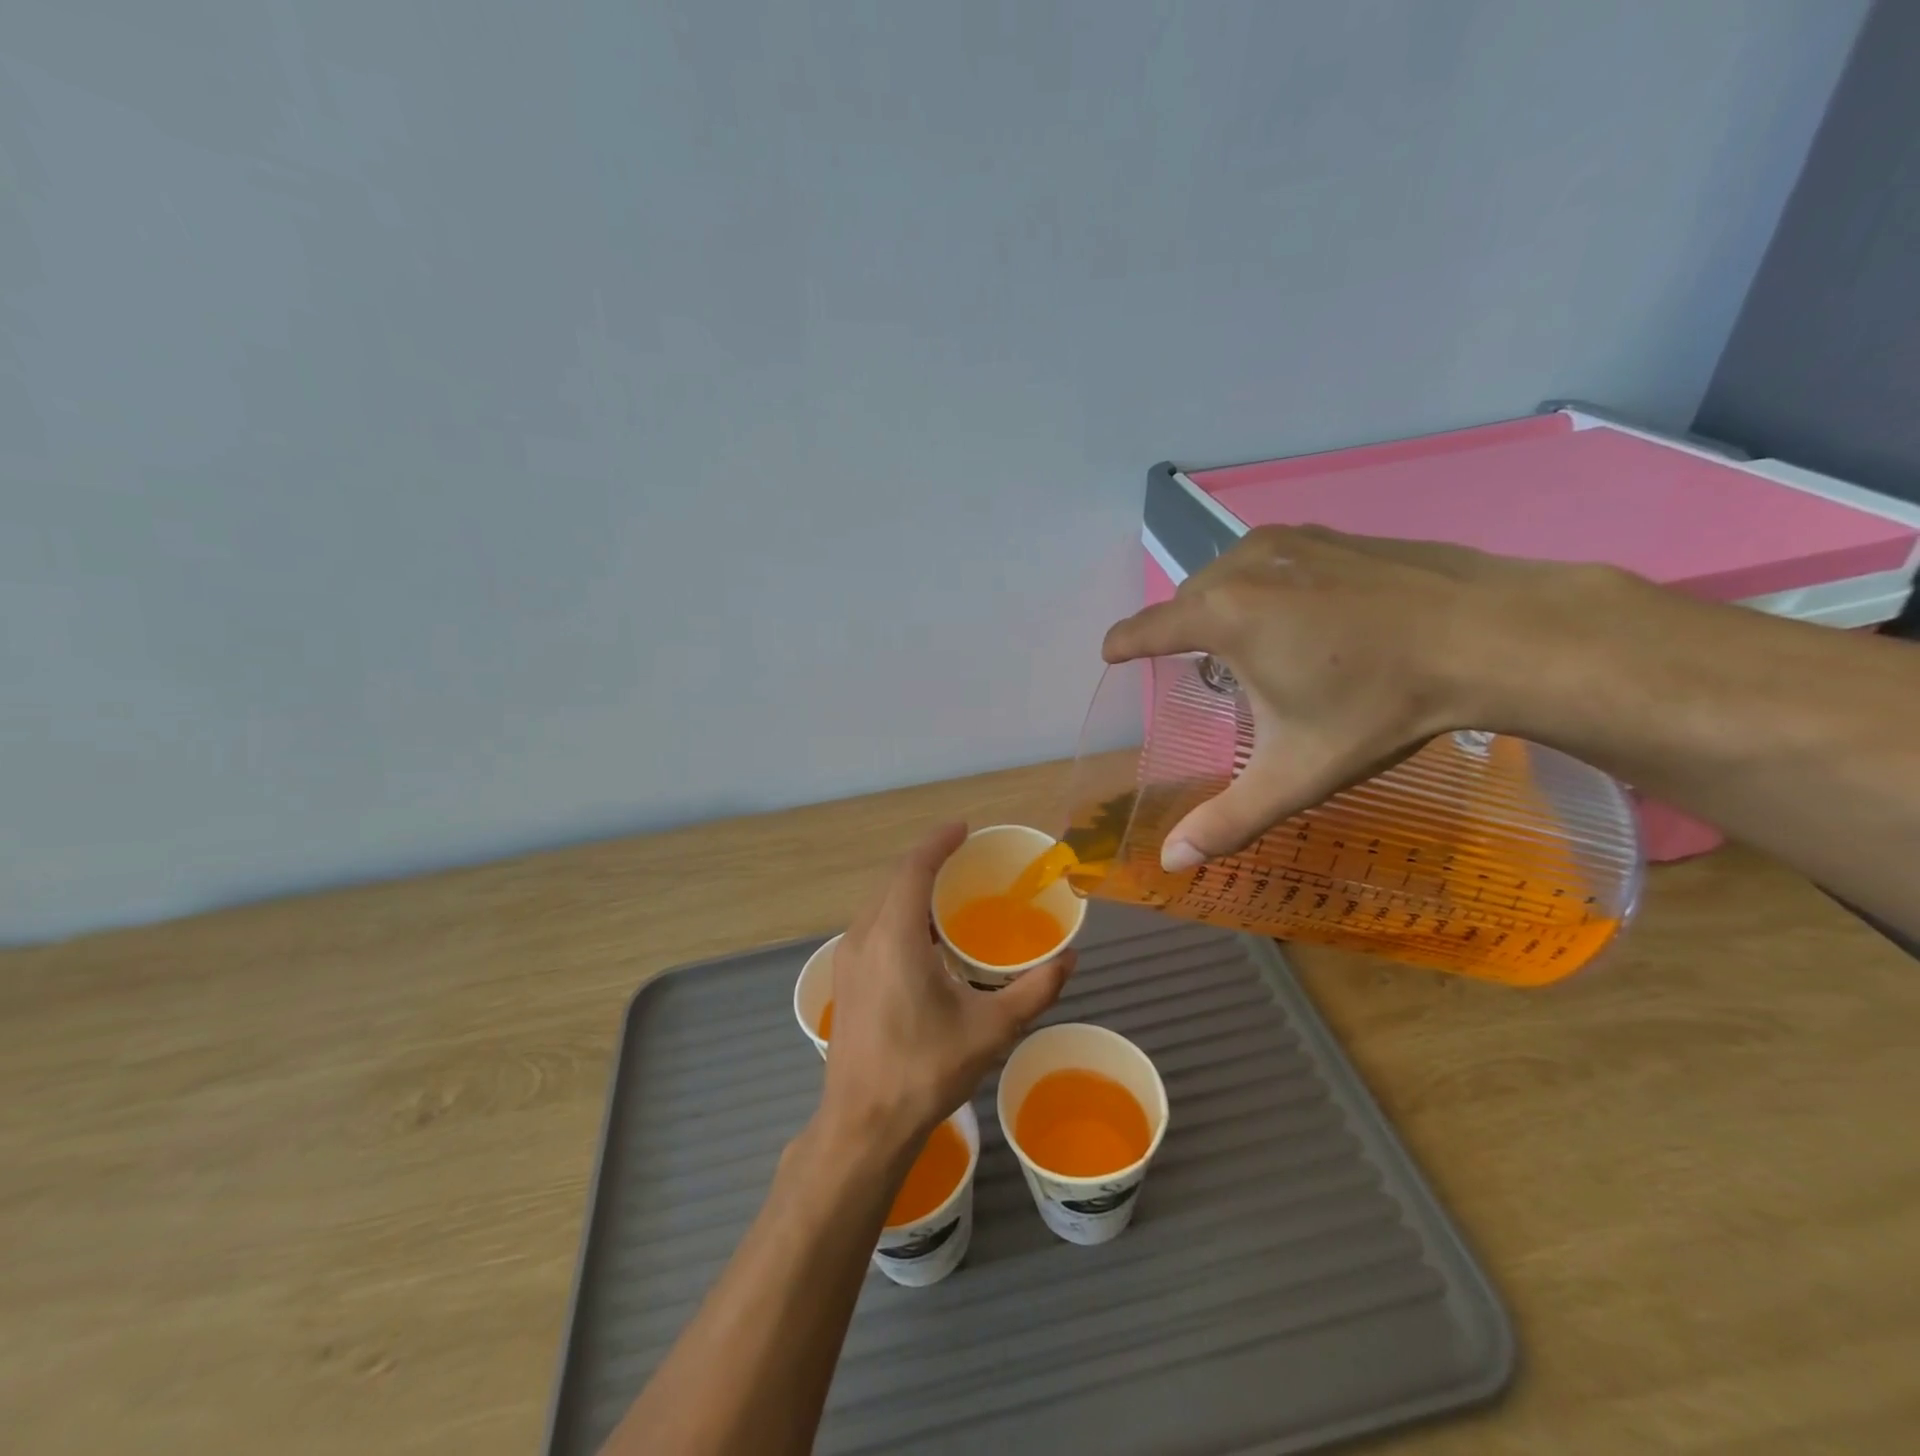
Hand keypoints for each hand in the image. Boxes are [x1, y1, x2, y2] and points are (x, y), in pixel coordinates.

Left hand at [819, 824, 1074, 1153]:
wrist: (863, 1124)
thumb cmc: (926, 1070)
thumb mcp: (991, 1030)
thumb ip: (1035, 990)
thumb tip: (1069, 959)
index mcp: (895, 936)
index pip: (914, 868)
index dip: (938, 842)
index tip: (964, 829)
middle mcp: (863, 936)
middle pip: (894, 880)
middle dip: (927, 862)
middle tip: (965, 859)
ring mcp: (847, 957)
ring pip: (879, 903)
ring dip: (910, 889)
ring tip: (948, 895)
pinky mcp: (844, 978)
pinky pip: (872, 926)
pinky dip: (898, 914)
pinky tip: (924, 939)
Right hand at [1102, 525, 1589, 868]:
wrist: (1494, 635)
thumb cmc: (1380, 706)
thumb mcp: (1296, 774)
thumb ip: (1228, 820)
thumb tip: (1170, 864)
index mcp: (1224, 615)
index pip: (1146, 628)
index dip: (1123, 645)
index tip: (1111, 654)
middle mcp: (1244, 565)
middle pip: (1187, 601)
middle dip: (1181, 633)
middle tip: (1206, 673)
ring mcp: (1292, 540)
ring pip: (1228, 574)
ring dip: (1223, 606)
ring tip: (1251, 644)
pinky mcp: (1332, 534)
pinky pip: (1270, 558)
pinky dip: (1263, 585)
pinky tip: (1302, 614)